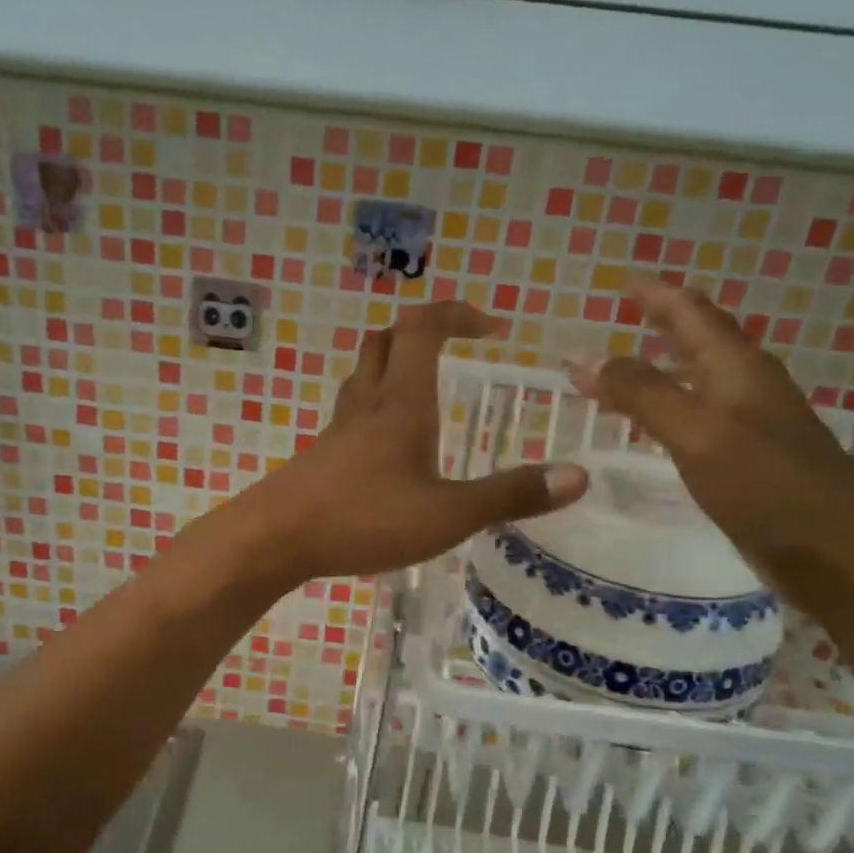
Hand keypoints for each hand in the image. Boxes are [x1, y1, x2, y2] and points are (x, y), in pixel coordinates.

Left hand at [252, 301, 587, 582]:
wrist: (275, 538)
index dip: (458, 313)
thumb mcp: (448, 513)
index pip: (425, 328)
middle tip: (458, 347)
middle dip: (424, 331)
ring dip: (396, 365)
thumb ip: (510, 495)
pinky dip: (378, 406)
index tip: (493, 327)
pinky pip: (353, 411)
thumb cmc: (363, 518)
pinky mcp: (322, 454)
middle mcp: (368, 402)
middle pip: (388, 339)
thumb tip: (578, 476)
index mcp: (402, 401)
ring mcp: (338, 427)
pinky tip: (391, 445)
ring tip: (428, 390)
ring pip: (365, 373)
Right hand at [567, 278, 853, 610]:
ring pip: (697, 380)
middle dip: (660, 324)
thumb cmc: (768, 486)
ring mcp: (751, 425)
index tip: (624, 280)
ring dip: (661, 368)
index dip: (657, 295)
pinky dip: (667, 409)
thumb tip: (587, 358)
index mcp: (738, 368)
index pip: (692, 314)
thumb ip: (643, 393)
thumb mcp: (697, 432)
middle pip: (699, 341)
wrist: (837, 554)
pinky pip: (697, 419)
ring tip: (625, 365)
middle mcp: (747, 387)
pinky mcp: (747, 461)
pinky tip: (654, 425)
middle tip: (623, 314)